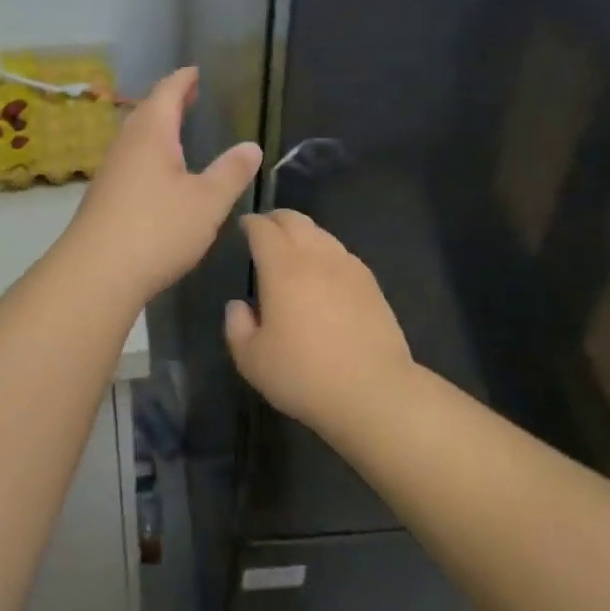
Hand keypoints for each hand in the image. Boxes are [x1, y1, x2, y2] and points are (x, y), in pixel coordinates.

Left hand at [65, 67, 261, 299]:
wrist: (97, 273)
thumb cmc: (158, 228)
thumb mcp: (208, 201)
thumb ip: (231, 172)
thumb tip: (251, 146)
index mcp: (151, 134)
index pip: (167, 93)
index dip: (182, 80)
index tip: (194, 71)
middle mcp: (126, 145)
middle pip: (147, 112)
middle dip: (169, 101)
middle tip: (189, 95)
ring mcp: (111, 171)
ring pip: (136, 138)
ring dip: (157, 128)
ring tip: (176, 130)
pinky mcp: (104, 197)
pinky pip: (130, 161)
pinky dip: (148, 154)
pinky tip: (158, 174)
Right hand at [224, 210, 414, 427]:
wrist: (373, 391)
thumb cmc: (304, 374)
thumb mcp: (252, 360)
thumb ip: (237, 327)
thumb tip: (239, 305)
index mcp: (282, 268)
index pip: (263, 230)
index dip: (250, 223)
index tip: (243, 227)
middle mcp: (316, 257)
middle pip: (295, 221)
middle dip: (276, 219)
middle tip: (265, 229)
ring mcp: (348, 267)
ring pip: (322, 234)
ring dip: (303, 233)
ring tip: (294, 248)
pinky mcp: (371, 284)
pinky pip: (342, 253)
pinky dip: (326, 251)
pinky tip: (324, 271)